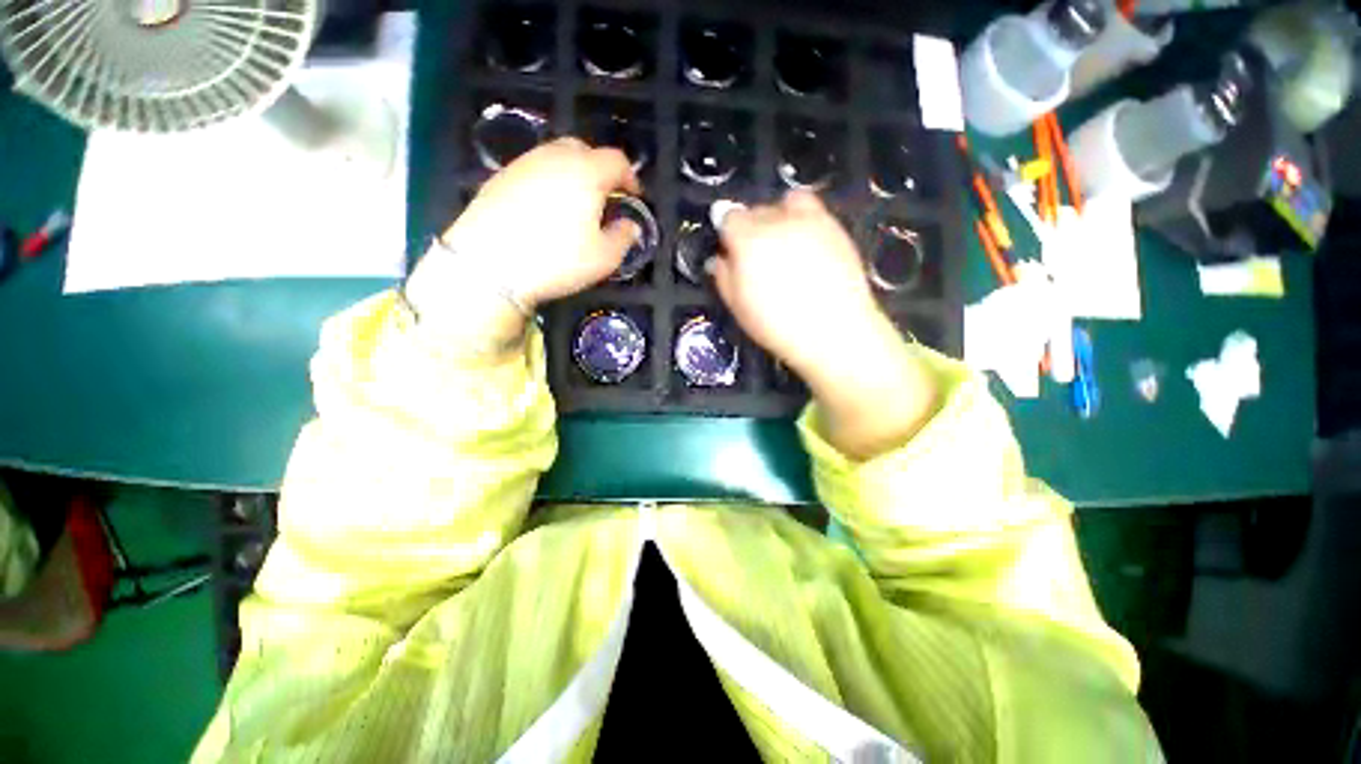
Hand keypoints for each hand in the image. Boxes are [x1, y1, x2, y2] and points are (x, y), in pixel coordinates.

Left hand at [442, 138, 641, 307]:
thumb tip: (630, 225)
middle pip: (584, 149)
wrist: (489, 263)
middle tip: (604, 198)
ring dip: (572, 175)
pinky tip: (544, 210)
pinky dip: (547, 183)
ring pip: (556, 157)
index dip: (631, 178)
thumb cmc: (557, 259)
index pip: (617, 161)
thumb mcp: (604, 258)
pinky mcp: (500, 177)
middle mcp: (554, 157)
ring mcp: (524, 164)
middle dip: (600, 170)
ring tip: (575, 205)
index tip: (634, 197)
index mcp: (586, 172)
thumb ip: (623, 238)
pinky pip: (534, 171)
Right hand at [709, 191, 886, 379]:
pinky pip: (814, 211)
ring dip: (780, 216)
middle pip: (757, 209)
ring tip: (783, 243)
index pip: (729, 216)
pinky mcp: (836, 227)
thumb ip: (724, 277)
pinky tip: (807, 248)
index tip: (730, 250)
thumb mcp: (738, 307)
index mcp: (748, 240)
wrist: (834, 332)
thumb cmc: (777, 325)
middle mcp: (778, 221)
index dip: (727, 232)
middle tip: (756, 256)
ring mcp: (810, 221)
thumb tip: (719, 259)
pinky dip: (804, 221)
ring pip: (787, 202)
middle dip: (751, 227)